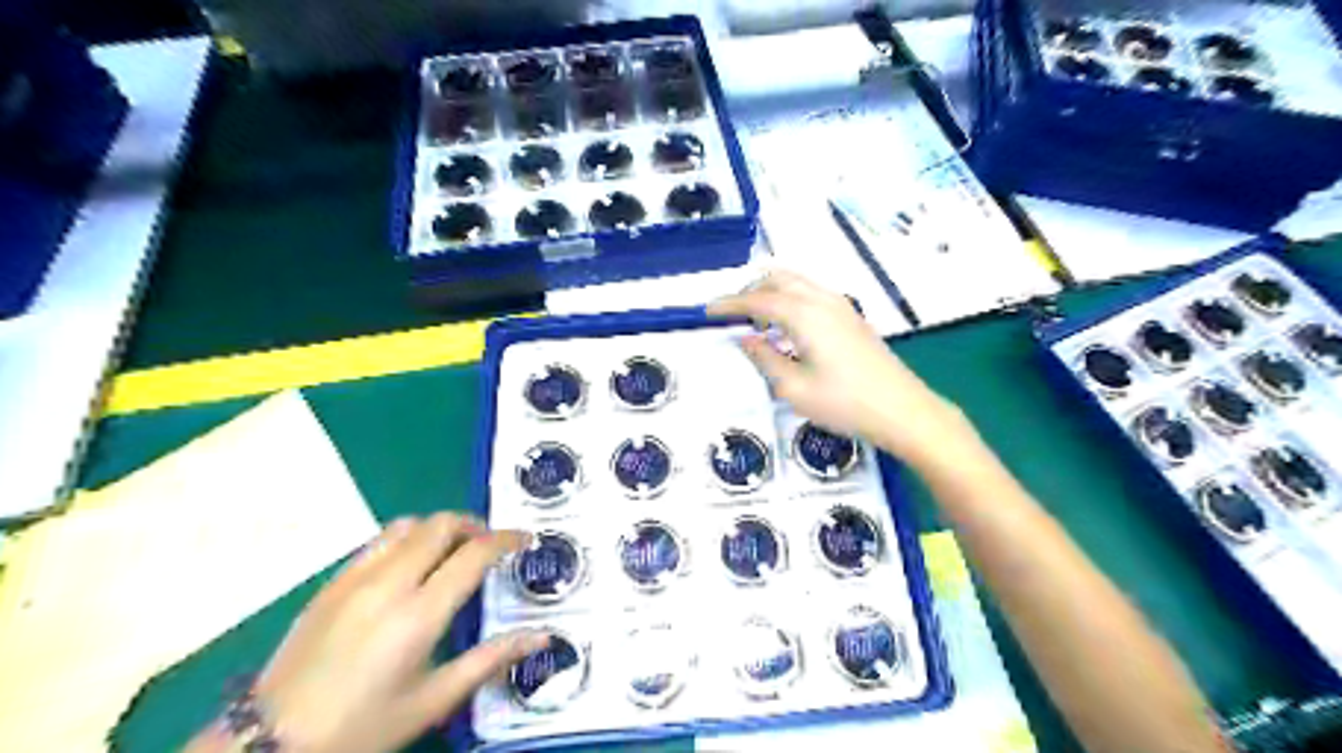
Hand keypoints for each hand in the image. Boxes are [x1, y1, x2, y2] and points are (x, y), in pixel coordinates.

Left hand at [251, 515, 544, 751]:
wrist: (270, 743)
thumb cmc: (362, 727)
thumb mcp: (433, 700)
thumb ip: (491, 659)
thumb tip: (541, 634)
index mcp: (419, 613)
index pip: (474, 553)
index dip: (506, 539)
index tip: (525, 540)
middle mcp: (389, 583)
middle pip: (441, 525)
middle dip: (474, 525)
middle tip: (490, 546)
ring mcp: (355, 577)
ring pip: (408, 524)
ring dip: (439, 528)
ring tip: (453, 551)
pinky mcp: (332, 582)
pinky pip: (379, 540)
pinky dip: (407, 538)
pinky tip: (410, 567)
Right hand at [712, 268, 976, 465]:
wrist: (902, 410)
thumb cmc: (844, 403)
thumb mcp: (794, 388)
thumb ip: (765, 358)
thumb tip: (747, 338)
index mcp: (805, 314)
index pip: (759, 299)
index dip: (730, 303)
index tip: (708, 310)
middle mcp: (823, 299)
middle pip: (779, 278)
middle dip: (751, 289)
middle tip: (730, 311)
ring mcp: (842, 305)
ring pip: (798, 282)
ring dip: (772, 292)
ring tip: (755, 317)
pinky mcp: (853, 317)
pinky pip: (813, 293)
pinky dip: (791, 298)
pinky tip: (787, 325)